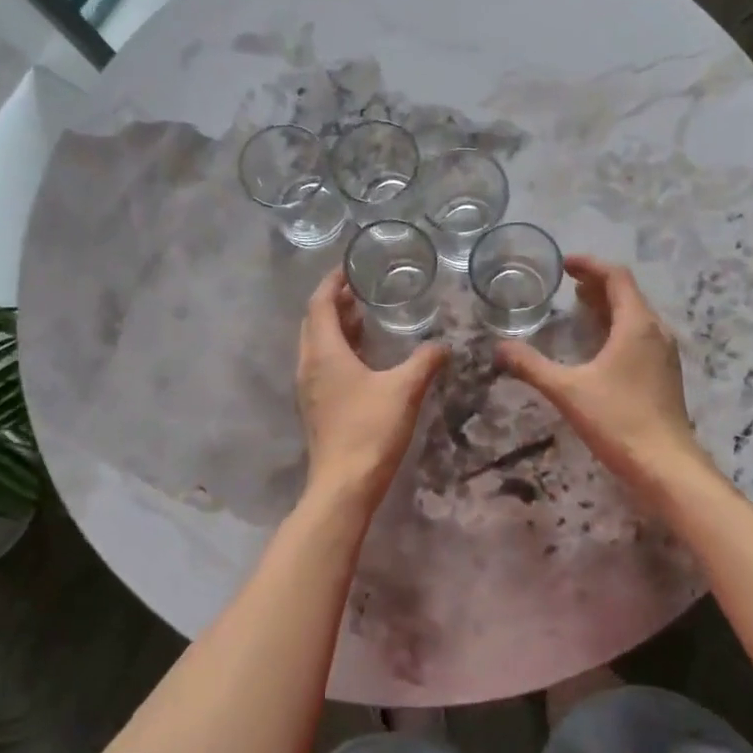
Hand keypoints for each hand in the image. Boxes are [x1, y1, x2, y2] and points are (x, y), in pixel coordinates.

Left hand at [297, 270, 446, 505]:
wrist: (344, 484)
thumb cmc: (371, 430)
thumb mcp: (405, 390)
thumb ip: (425, 362)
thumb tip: (444, 345)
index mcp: (324, 353)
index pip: (320, 304)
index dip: (332, 282)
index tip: (348, 267)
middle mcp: (309, 365)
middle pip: (314, 322)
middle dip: (333, 303)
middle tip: (359, 290)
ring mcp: (309, 388)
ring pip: (316, 345)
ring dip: (335, 327)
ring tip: (362, 317)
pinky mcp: (316, 407)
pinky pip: (321, 365)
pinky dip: (337, 349)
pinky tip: (362, 358)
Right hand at [496, 257, 709, 506]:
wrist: (665, 465)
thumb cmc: (618, 420)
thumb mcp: (567, 390)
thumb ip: (531, 366)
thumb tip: (499, 348)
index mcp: (636, 324)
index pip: (616, 277)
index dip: (590, 265)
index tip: (564, 264)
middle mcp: (655, 331)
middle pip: (627, 294)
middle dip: (596, 284)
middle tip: (567, 284)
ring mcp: (663, 353)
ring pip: (635, 315)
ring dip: (607, 305)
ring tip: (579, 306)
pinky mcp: (664, 374)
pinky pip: (639, 335)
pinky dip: (616, 326)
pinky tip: (598, 345)